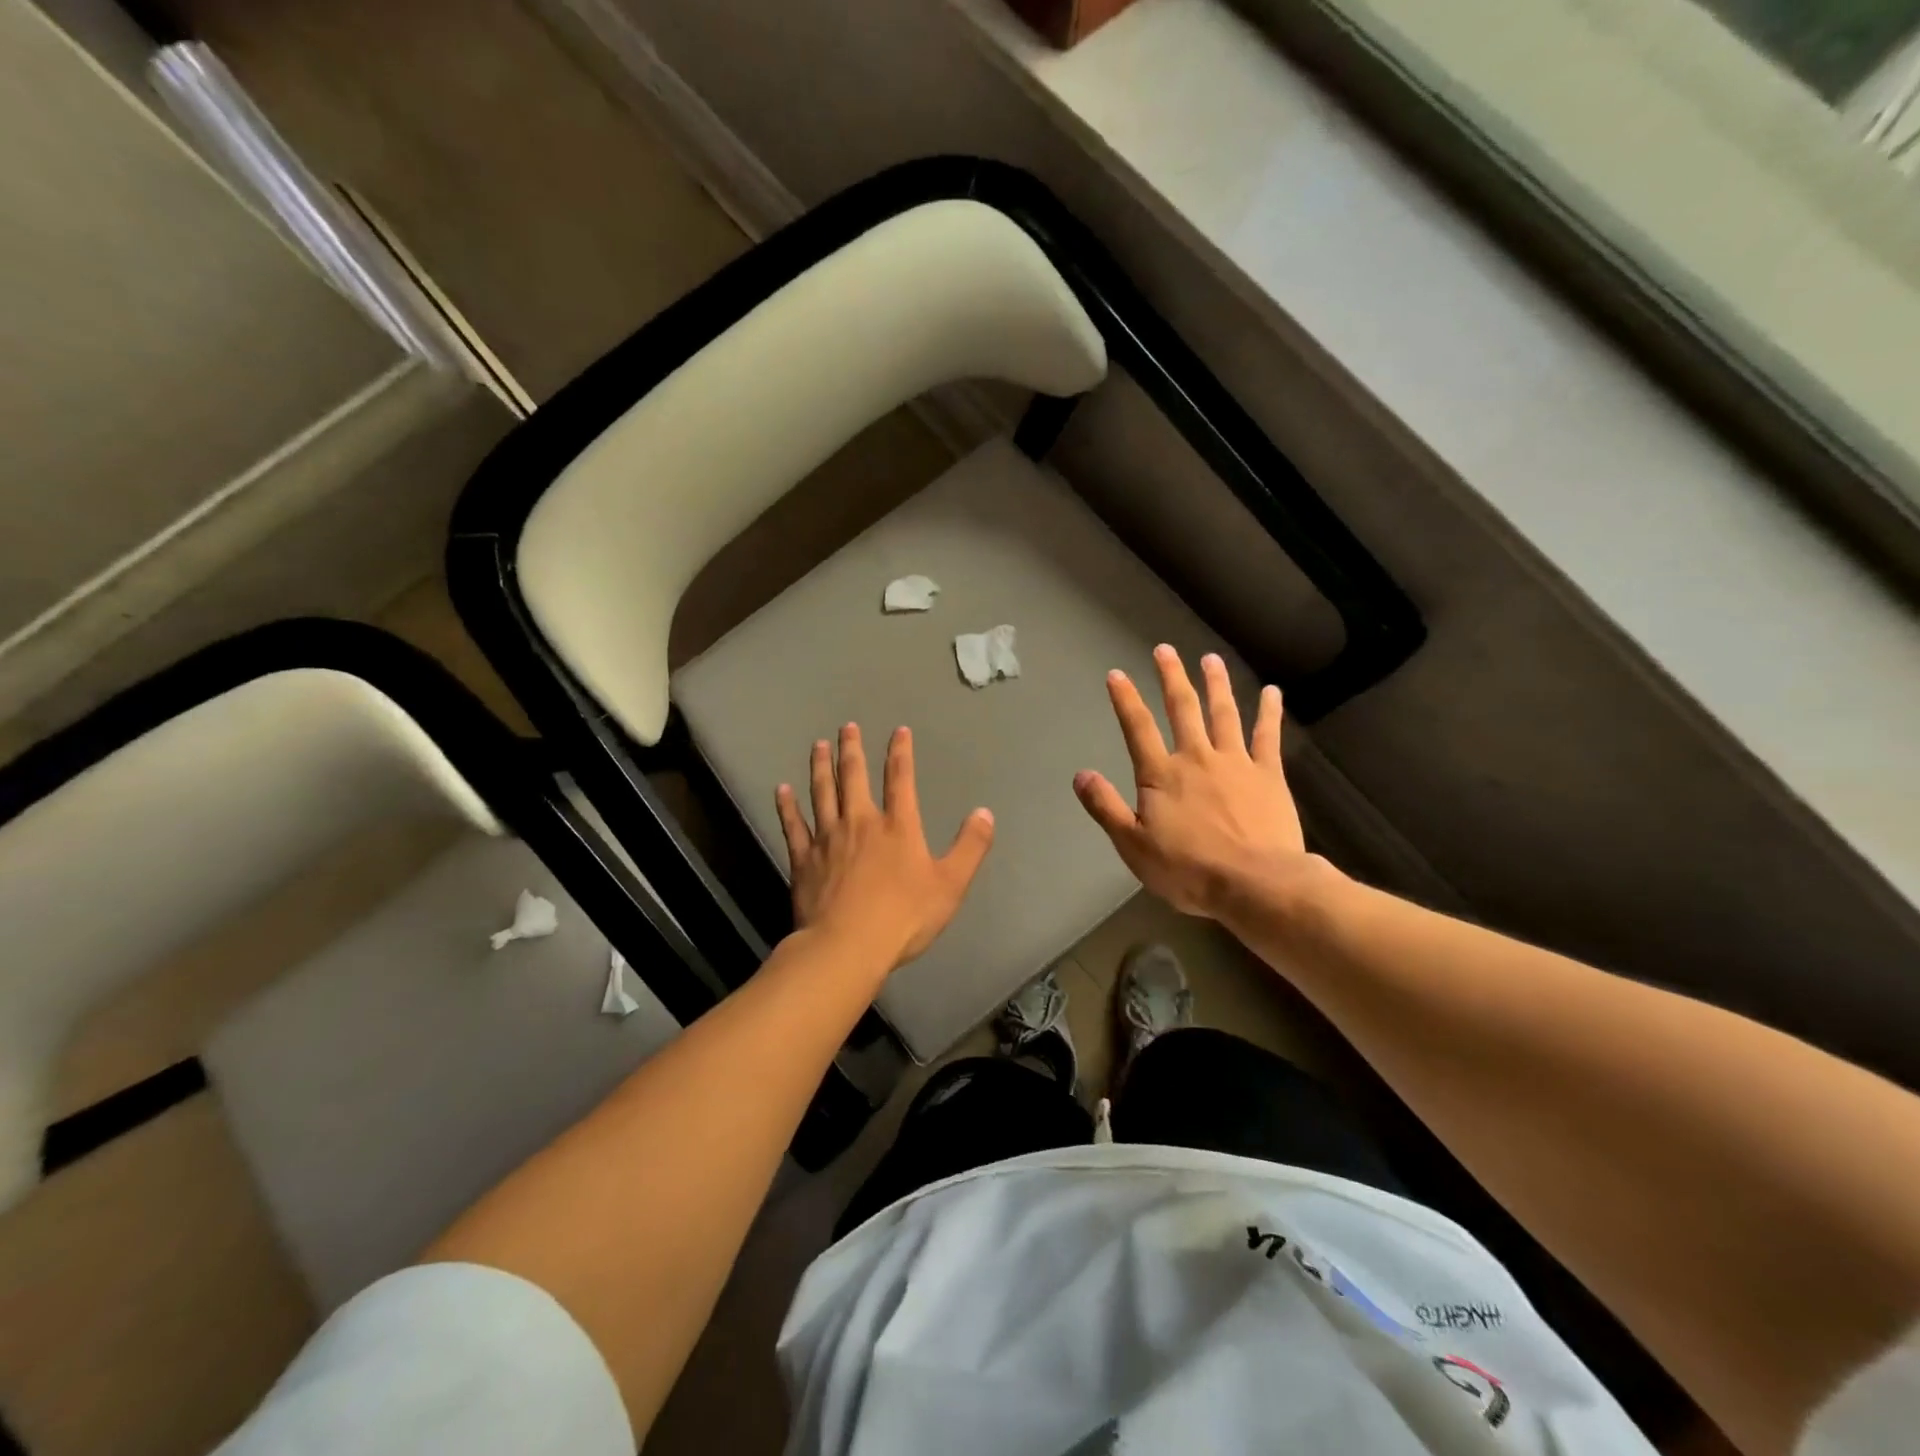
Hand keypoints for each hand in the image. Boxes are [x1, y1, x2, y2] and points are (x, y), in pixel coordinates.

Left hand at [776, 724, 994, 972]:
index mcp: (897, 827)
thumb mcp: (950, 884)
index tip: (898, 731)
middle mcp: (860, 823)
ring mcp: (827, 838)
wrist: (847, 946)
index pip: (901, 780)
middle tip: (847, 727)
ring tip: (817, 745)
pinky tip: (782, 790)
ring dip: (820, 767)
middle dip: (851, 749)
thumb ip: (970, 847)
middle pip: (853, 777)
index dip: (901, 752)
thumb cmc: (903, 917)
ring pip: (822, 793)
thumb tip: (985, 812)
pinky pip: (793, 825)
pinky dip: (787, 806)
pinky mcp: (803, 859)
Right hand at [1073, 646, 1307, 919]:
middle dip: (1171, 677)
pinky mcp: (1268, 774)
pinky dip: (1269, 711)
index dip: (1125, 699)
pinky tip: (1272, 692)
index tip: (1116, 674)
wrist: (1254, 883)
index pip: (1137, 728)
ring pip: (1223, 713)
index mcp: (1161, 775)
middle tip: (1165, 650)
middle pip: (1182, 708)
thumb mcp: (1132, 845)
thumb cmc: (1188, 870)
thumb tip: (1081, 774)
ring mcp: (1235, 762)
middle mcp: (1196, 757)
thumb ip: (1106, 807)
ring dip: (1216, 684)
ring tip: (1210, 659)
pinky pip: (1267, 735)